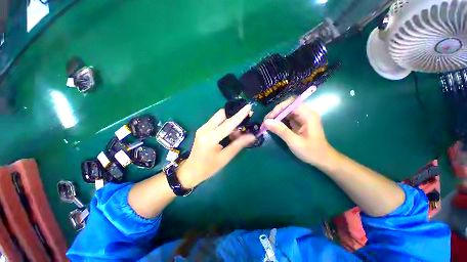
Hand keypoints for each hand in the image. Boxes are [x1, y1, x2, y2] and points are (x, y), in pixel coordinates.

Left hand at [178, 105, 254, 187]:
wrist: (191, 170)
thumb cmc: (209, 167)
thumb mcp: (225, 157)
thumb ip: (238, 145)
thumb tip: (251, 136)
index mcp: (210, 137)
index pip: (228, 123)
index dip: (239, 115)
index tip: (248, 107)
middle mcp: (205, 129)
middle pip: (221, 114)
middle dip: (233, 114)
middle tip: (245, 119)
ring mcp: (202, 128)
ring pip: (218, 116)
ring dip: (229, 119)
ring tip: (237, 129)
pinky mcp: (202, 129)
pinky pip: (215, 121)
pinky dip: (224, 123)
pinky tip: (229, 131)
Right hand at [264, 98, 331, 165]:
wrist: (323, 159)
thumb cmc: (311, 152)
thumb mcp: (295, 142)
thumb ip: (281, 131)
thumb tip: (266, 122)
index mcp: (308, 115)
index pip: (291, 103)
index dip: (278, 108)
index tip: (269, 119)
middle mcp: (305, 113)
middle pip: (287, 106)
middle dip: (275, 113)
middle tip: (266, 122)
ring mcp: (302, 118)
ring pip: (286, 112)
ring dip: (276, 117)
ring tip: (267, 125)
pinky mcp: (299, 123)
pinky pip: (287, 118)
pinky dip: (279, 121)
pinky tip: (273, 127)